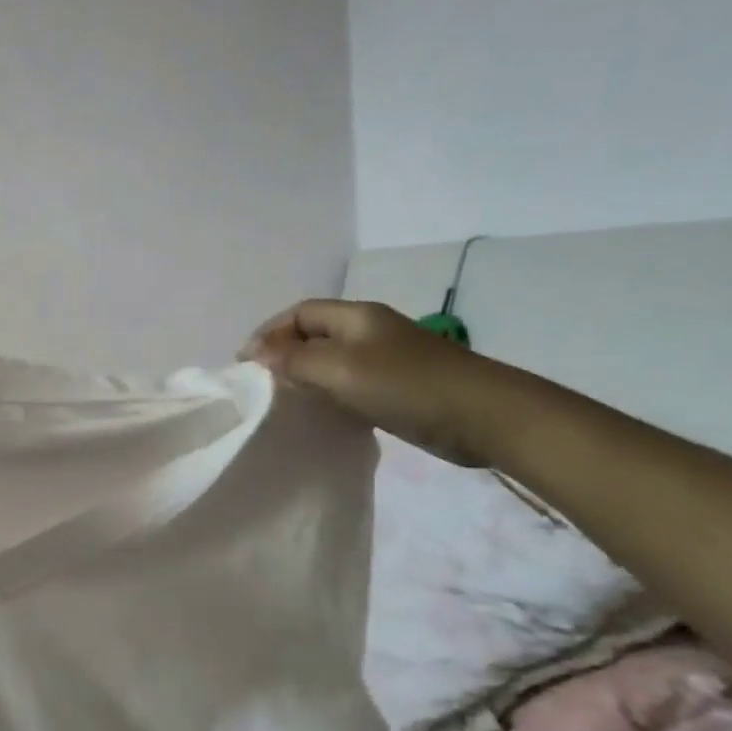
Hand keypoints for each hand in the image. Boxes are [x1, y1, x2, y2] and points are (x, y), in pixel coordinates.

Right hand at [240, 299, 517, 464]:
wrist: (485, 417)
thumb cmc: (407, 385)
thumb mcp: (340, 368)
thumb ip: (293, 359)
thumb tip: (254, 352)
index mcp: (356, 317)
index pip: (300, 313)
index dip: (269, 332)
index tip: (246, 364)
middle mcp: (369, 332)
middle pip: (314, 335)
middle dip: (283, 354)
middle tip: (259, 385)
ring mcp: (385, 361)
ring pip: (331, 362)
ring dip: (304, 377)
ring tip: (282, 402)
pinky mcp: (397, 388)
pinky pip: (349, 385)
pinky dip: (327, 395)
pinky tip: (319, 416)